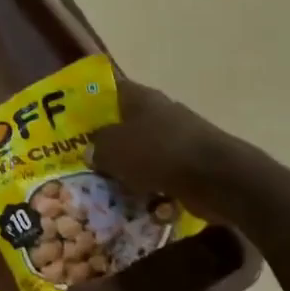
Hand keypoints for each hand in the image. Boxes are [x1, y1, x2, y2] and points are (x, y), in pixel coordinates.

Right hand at [91, 77, 248, 224]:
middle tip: (84, 159)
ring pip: (142, 151)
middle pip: (125, 124)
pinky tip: (134, 200)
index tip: (72, 120)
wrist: (217, 178)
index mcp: (141, 98)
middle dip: (107, 142)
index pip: (110, 90)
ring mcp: (179, 138)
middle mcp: (161, 113)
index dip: (90, 102)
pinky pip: (160, 174)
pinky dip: (148, 185)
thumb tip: (93, 151)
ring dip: (127, 167)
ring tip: (105, 185)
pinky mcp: (191, 164)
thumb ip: (96, 147)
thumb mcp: (112, 148)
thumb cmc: (158, 153)